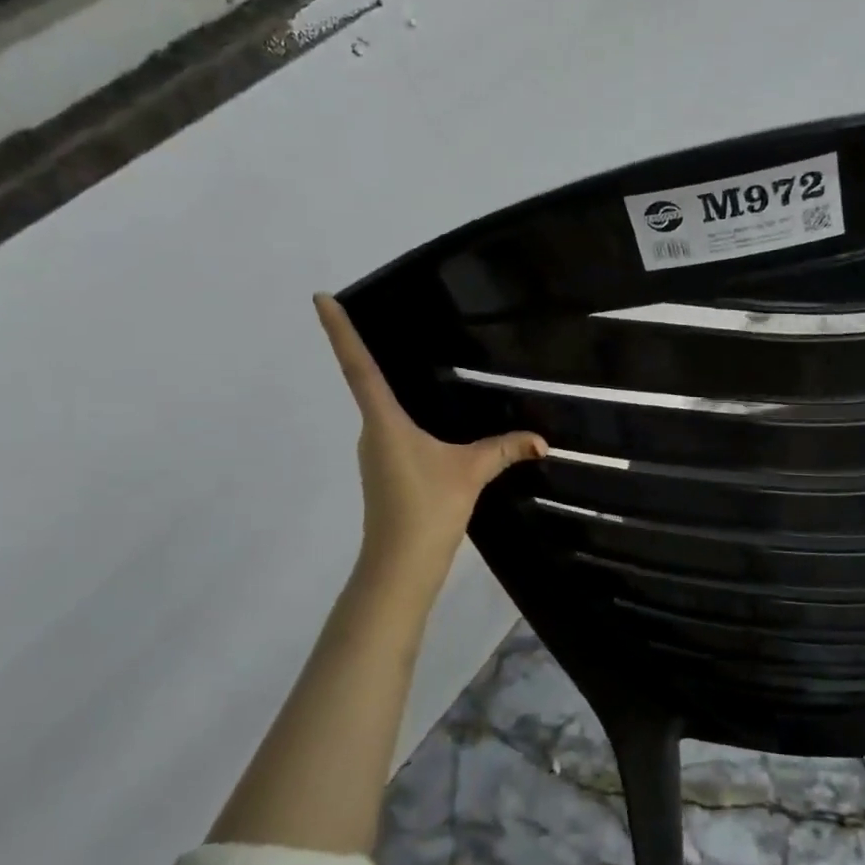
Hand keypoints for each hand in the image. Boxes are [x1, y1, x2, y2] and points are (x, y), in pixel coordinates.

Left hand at [315, 294, 545, 598]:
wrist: (400, 566)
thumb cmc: (425, 509)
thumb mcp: (471, 473)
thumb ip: (506, 450)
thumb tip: (543, 441)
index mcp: (384, 421)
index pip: (357, 365)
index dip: (339, 331)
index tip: (320, 297)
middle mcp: (372, 431)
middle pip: (367, 382)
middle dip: (371, 350)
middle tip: (389, 316)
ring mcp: (375, 452)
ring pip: (382, 410)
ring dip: (392, 387)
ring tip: (417, 362)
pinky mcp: (384, 470)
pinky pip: (393, 429)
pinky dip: (405, 414)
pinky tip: (431, 418)